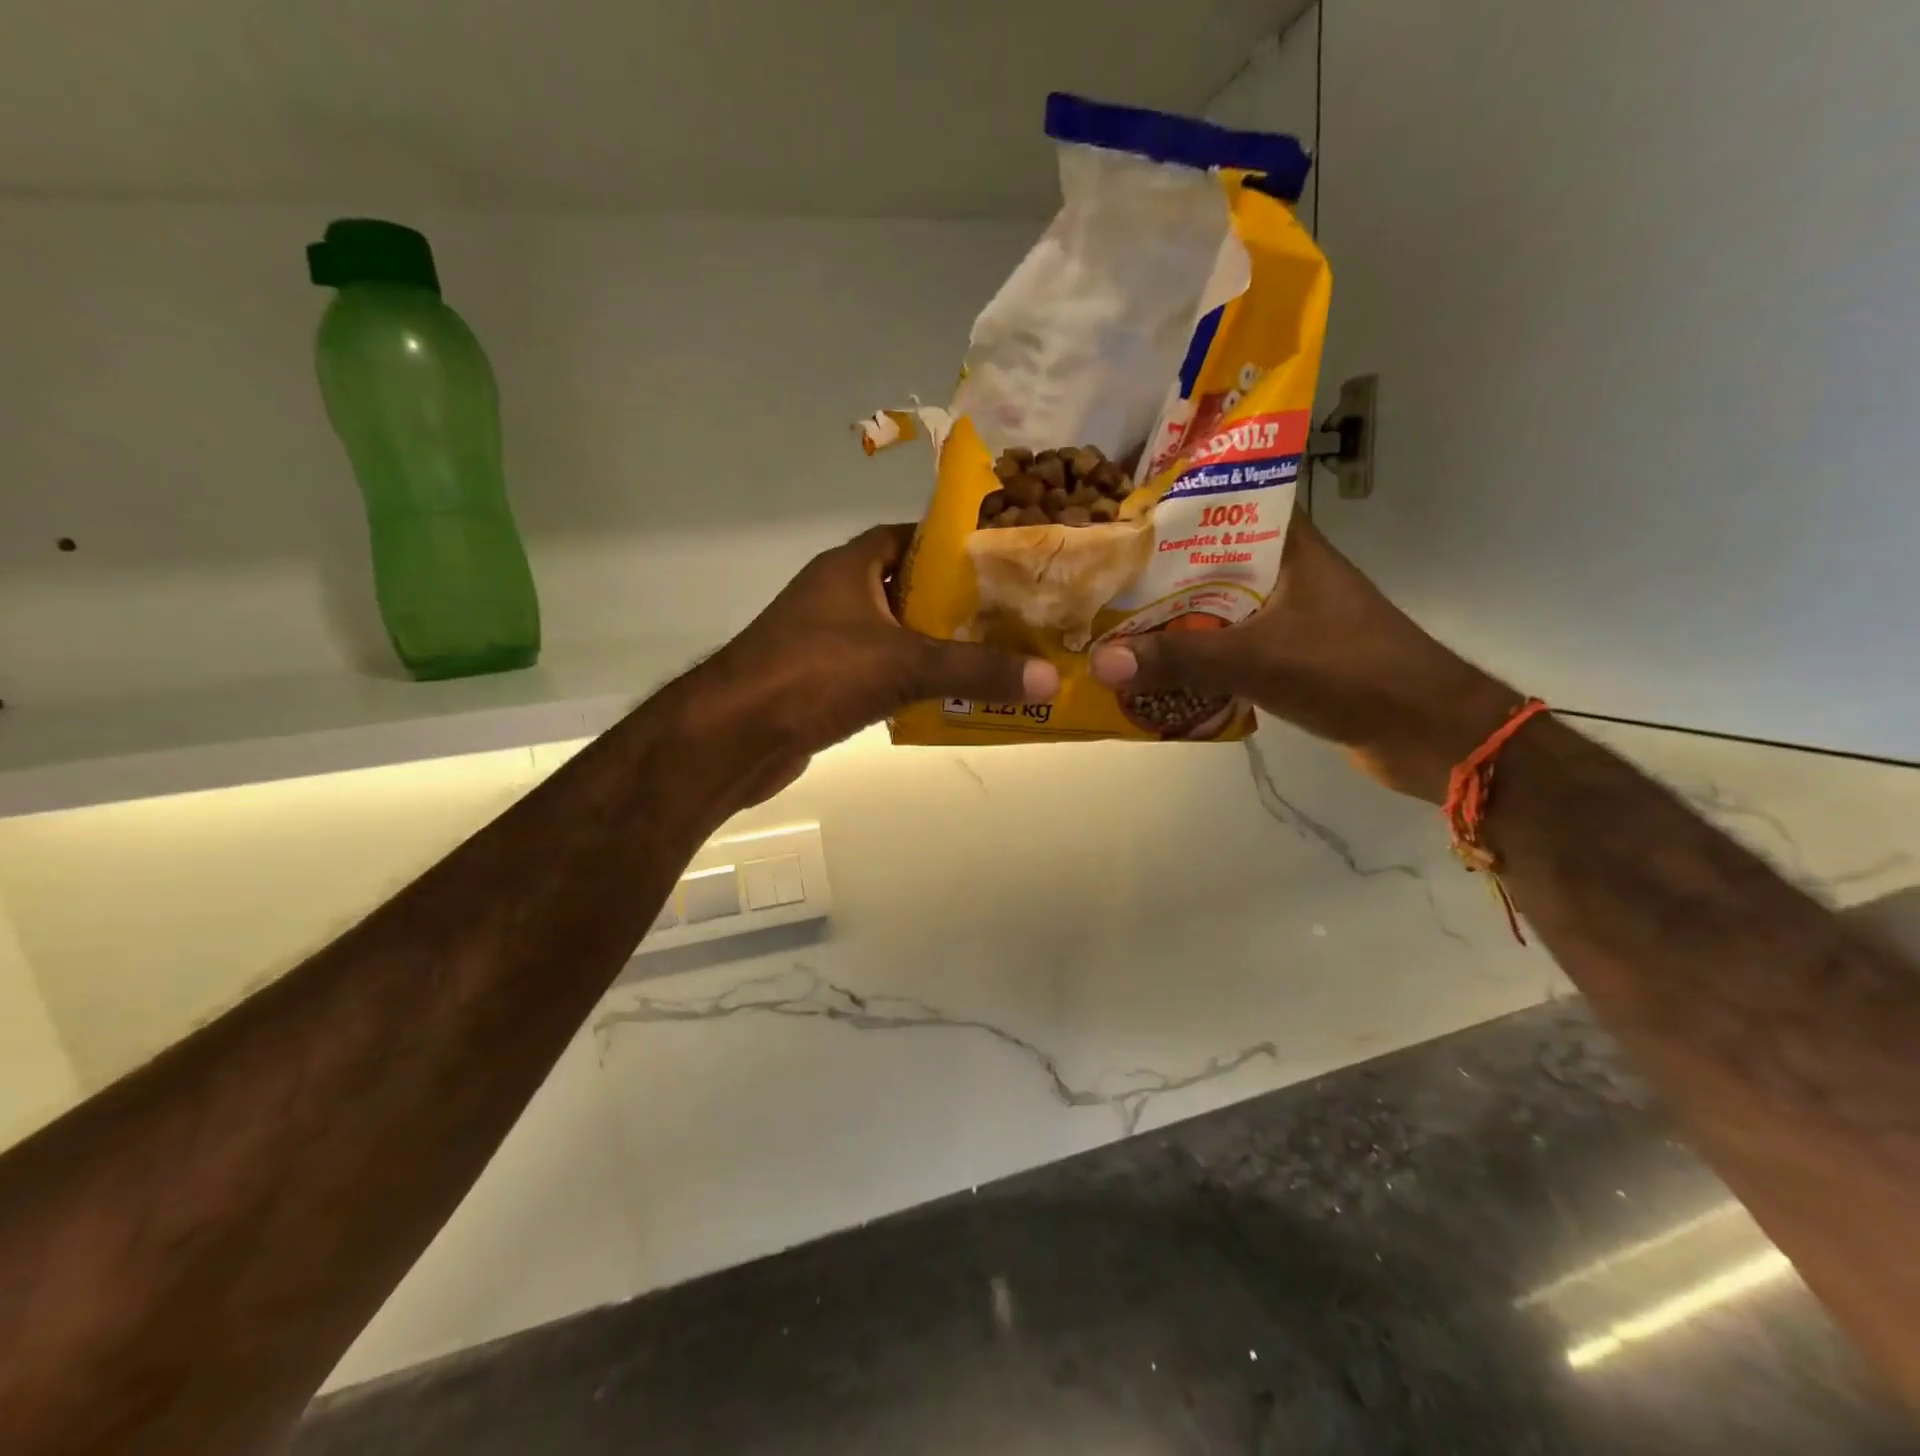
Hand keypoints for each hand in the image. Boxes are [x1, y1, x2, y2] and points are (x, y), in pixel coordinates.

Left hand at [684, 524, 1058, 802]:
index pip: (910, 537)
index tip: (1002, 561)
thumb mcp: (905, 664)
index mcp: (851, 566)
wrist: (733, 736)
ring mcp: (825, 639)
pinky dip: (910, 680)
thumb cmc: (815, 675)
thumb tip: (1050, 677)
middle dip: (956, 602)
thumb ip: (977, 669)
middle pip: (909, 587)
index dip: (954, 545)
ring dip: (935, 645)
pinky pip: (878, 671)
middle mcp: (837, 595)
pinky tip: (946, 697)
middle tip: (1012, 616)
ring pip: (894, 633)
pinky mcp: (821, 682)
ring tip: (993, 655)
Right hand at [1091, 512, 1517, 801]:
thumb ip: (1180, 659)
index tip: (1113, 514)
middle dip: (1151, 572)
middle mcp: (1281, 570)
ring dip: (1167, 617)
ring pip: (1209, 605)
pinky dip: (1190, 653)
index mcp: (1286, 544)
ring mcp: (1283, 614)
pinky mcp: (1283, 653)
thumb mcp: (1259, 659)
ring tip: (1108, 620)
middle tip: (1094, 578)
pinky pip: (1222, 644)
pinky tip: (1150, 665)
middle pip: (1203, 560)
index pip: (1220, 501)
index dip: (1166, 504)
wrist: (1427, 733)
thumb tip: (1100, 661)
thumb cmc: (1352, 673)